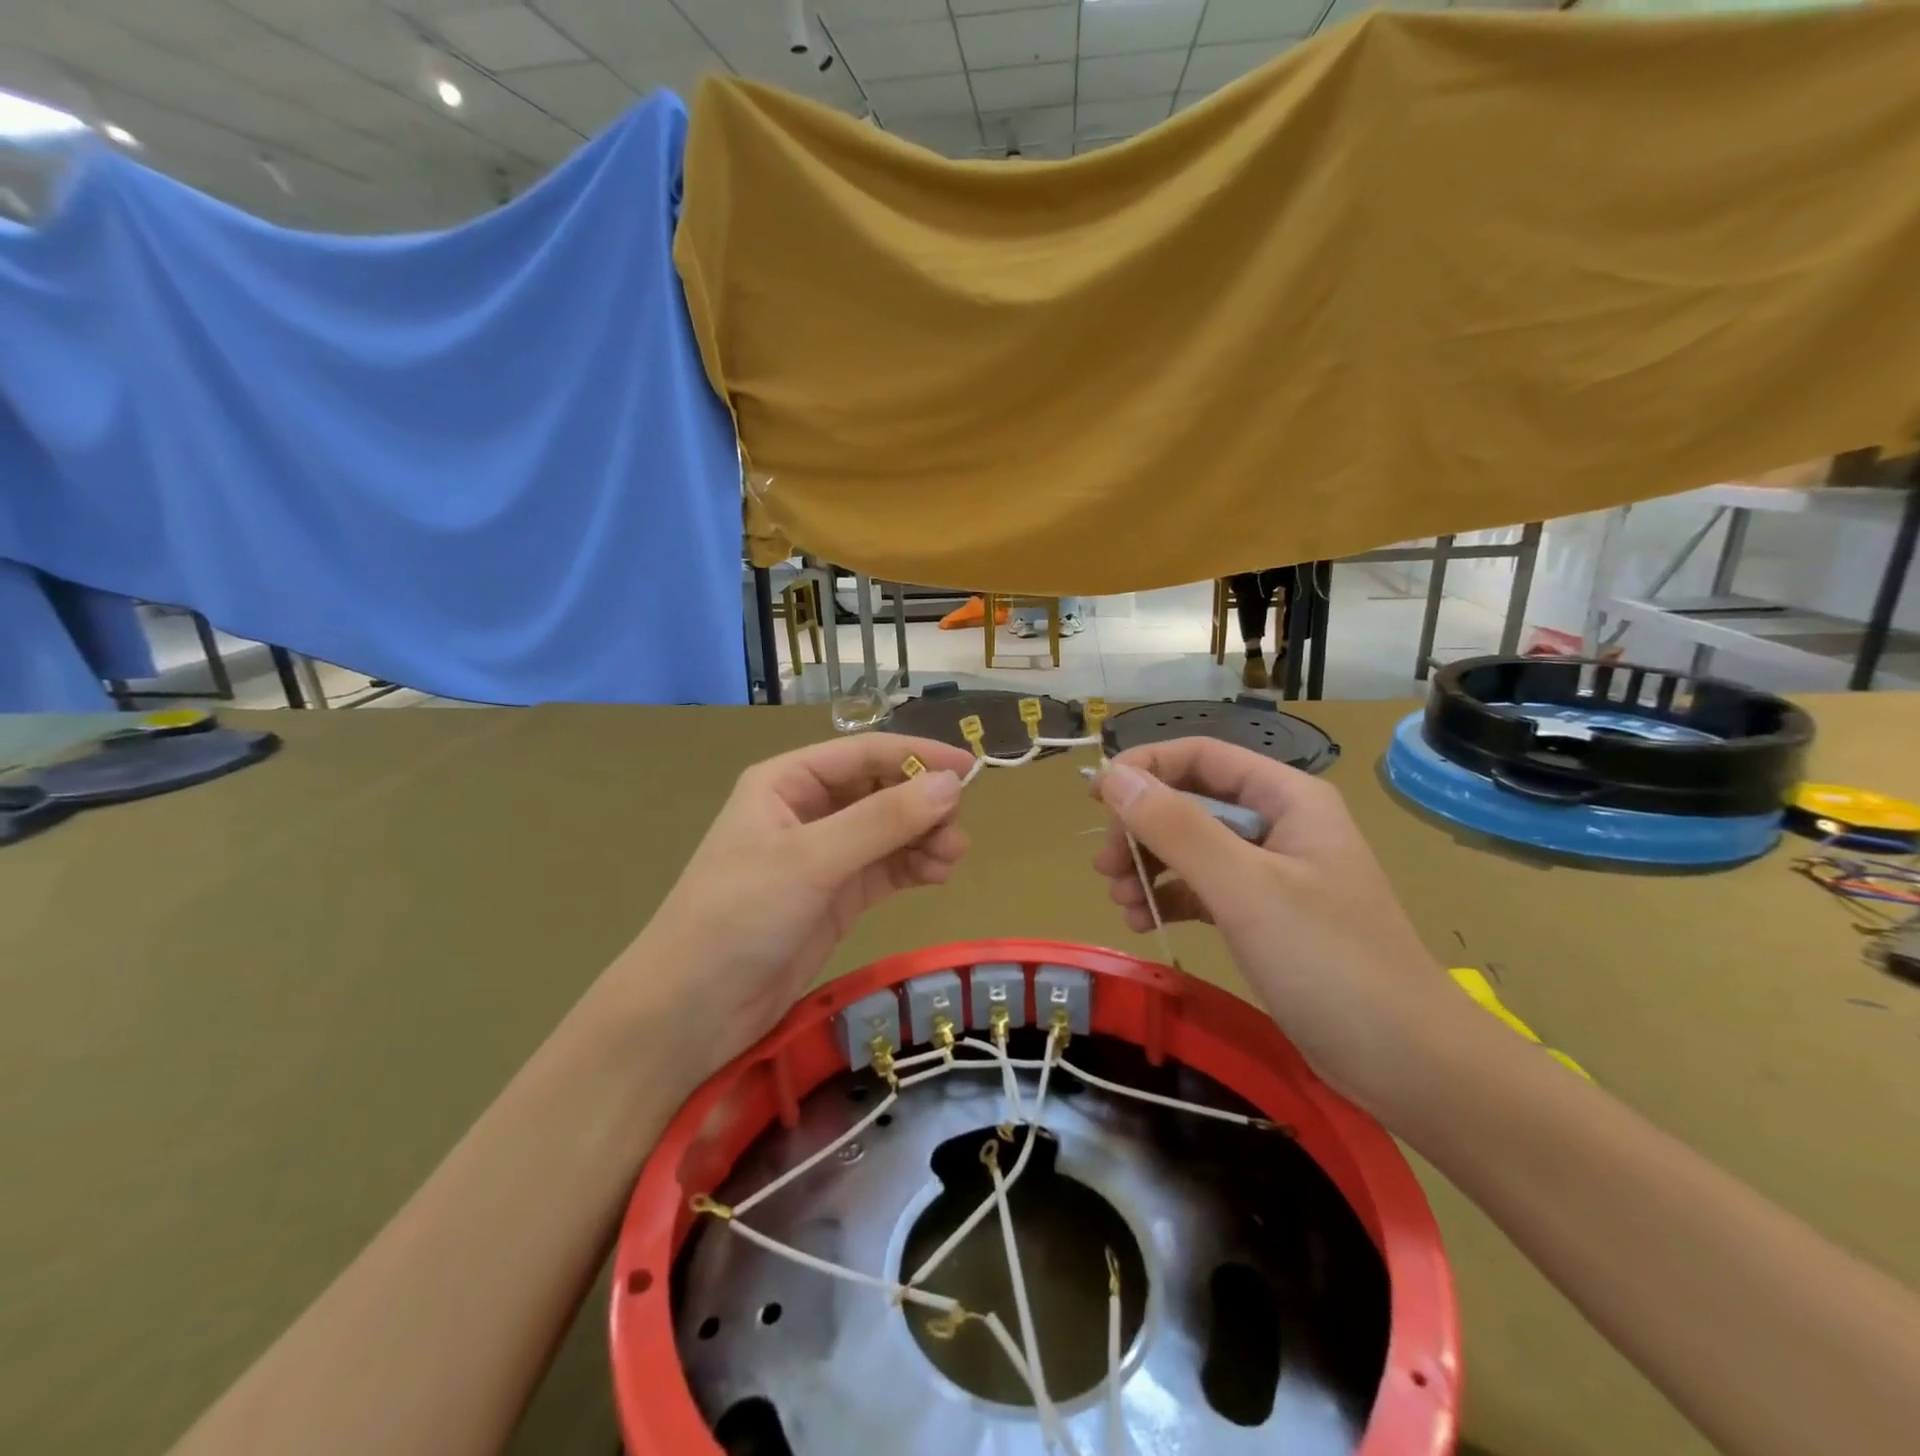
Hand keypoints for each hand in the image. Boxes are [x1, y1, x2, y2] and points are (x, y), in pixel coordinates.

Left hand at [622, 733, 973, 1081]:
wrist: (693, 1011)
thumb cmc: (739, 916)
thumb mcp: (811, 860)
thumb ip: (882, 821)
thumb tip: (951, 784)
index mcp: (788, 782)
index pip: (864, 754)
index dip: (917, 755)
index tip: (970, 768)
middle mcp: (808, 811)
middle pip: (881, 790)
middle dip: (922, 804)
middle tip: (955, 831)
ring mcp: (824, 856)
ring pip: (889, 831)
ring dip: (924, 837)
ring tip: (950, 859)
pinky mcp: (837, 896)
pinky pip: (886, 867)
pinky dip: (914, 866)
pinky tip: (938, 874)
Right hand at [1090, 739, 1471, 1119]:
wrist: (1408, 1064)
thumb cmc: (1330, 962)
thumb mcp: (1245, 889)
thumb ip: (1177, 828)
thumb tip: (1112, 777)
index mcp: (1287, 798)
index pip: (1200, 756)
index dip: (1144, 768)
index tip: (1094, 799)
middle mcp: (1279, 823)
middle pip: (1191, 801)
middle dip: (1142, 828)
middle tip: (1106, 867)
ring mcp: (1273, 872)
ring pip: (1192, 847)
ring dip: (1150, 866)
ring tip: (1120, 901)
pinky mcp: (1266, 916)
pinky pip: (1204, 889)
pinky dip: (1170, 899)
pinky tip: (1144, 922)